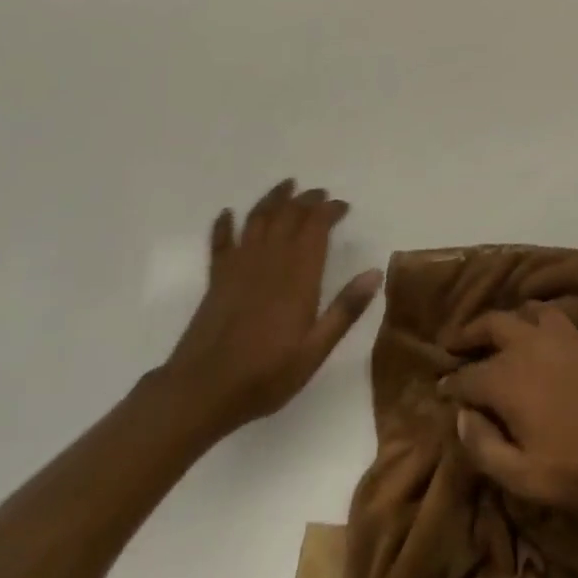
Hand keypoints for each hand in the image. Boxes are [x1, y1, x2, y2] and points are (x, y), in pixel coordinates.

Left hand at [157, 179, 382, 442]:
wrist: (201, 392)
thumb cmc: (265, 375)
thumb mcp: (315, 351)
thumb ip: (345, 310)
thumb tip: (375, 273)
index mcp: (298, 276)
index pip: (316, 227)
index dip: (330, 210)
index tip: (343, 206)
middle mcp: (269, 260)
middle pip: (289, 215)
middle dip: (307, 200)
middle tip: (321, 194)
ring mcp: (239, 266)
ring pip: (257, 219)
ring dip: (273, 199)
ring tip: (286, 185)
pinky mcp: (216, 278)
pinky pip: (221, 241)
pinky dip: (225, 224)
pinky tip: (228, 213)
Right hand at [440, 305, 577, 510]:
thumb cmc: (577, 468)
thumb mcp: (522, 476)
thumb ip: (483, 447)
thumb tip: (461, 416)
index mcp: (506, 380)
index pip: (466, 377)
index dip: (449, 385)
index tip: (439, 391)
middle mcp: (525, 347)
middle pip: (488, 327)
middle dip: (467, 336)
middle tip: (453, 346)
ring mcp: (554, 337)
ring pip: (518, 313)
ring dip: (500, 321)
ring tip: (491, 335)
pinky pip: (548, 313)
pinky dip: (532, 315)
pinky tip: (531, 329)